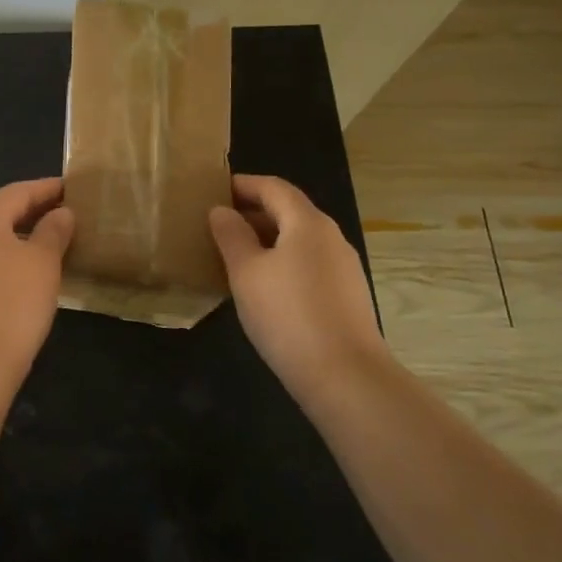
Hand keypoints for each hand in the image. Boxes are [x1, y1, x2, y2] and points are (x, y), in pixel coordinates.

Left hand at [0, 178, 74, 374]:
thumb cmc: (13, 301)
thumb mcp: (43, 262)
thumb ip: (53, 232)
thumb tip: (60, 214)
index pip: (17, 192)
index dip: (45, 189)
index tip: (70, 188)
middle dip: (31, 213)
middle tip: (63, 215)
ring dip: (19, 240)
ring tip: (49, 247)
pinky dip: (7, 262)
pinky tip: (25, 278)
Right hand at [209, 174, 388, 395]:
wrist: (345, 376)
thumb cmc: (287, 314)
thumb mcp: (246, 272)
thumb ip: (231, 236)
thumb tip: (221, 211)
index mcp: (307, 222)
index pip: (274, 187)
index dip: (243, 184)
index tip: (214, 190)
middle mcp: (331, 237)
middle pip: (289, 211)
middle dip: (253, 212)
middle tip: (217, 225)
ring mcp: (344, 267)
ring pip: (299, 240)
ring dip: (266, 239)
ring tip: (234, 256)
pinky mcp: (347, 295)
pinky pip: (308, 264)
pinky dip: (282, 262)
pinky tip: (263, 287)